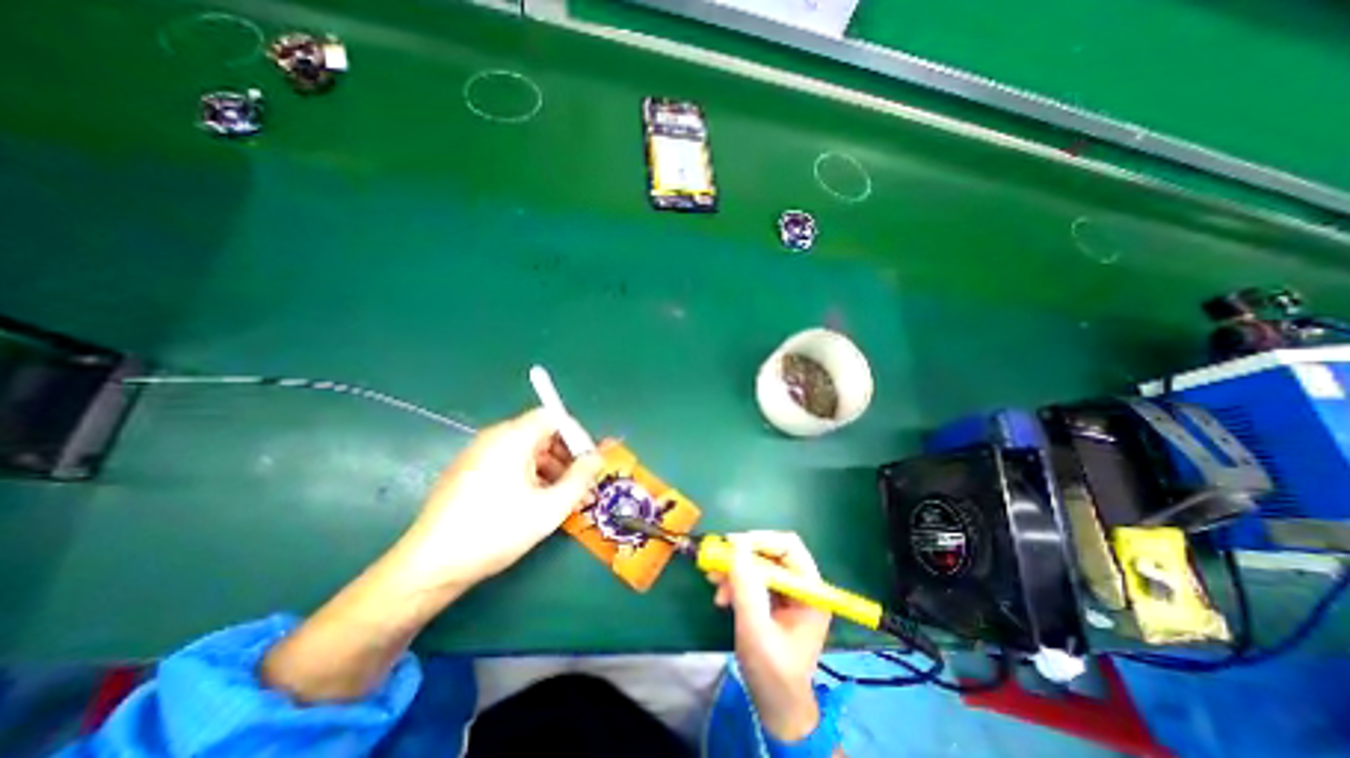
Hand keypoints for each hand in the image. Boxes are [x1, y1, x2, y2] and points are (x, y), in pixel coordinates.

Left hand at [394, 410, 598, 592]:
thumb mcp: (549, 507)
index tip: (588, 461)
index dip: (576, 434)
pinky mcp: (468, 471)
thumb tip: (598, 457)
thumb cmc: (496, 531)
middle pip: (540, 432)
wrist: (430, 568)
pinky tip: (533, 503)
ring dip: (550, 467)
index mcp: (512, 438)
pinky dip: (529, 474)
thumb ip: (581, 478)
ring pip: (526, 449)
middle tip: (579, 483)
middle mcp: (494, 438)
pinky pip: (508, 462)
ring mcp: (478, 454)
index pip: (553, 416)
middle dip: (565, 454)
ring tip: (560, 498)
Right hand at [709, 532, 829, 740]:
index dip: (760, 540)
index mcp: (810, 591)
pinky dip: (735, 580)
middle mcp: (801, 585)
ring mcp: (787, 591)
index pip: (789, 547)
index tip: (731, 544)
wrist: (776, 707)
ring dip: (735, 569)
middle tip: (717, 562)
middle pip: (771, 551)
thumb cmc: (773, 674)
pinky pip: (752, 577)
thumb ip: (747, 589)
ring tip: (714, 584)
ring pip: (758, 562)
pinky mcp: (773, 598)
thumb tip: (736, 546)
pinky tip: (721, 596)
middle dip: (743, 557)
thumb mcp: (756, 632)